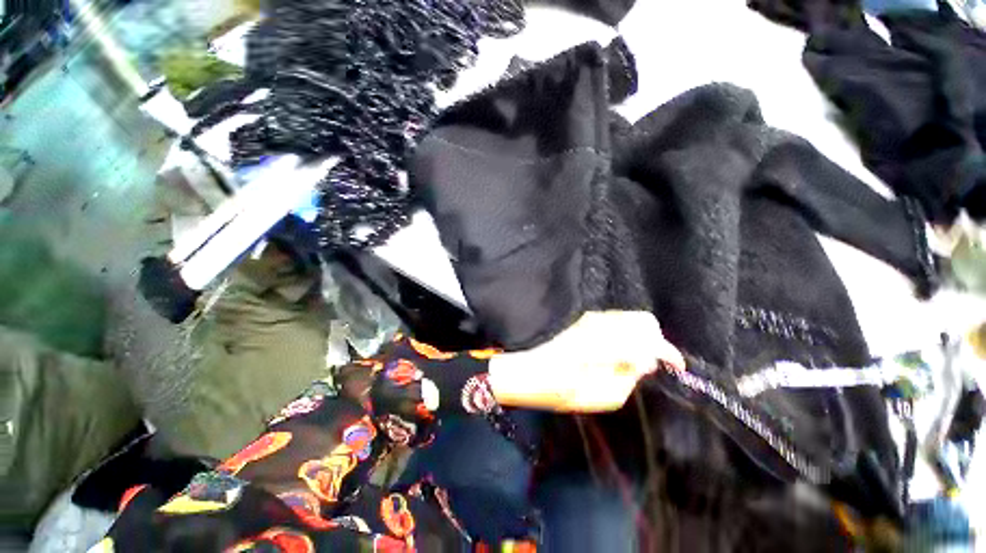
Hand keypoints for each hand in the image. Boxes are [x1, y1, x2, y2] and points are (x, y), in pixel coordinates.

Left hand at [488, 311, 683, 411]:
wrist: (517, 367)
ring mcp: (588, 317)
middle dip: (654, 341)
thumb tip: (645, 363)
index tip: (675, 367)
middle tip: (648, 363)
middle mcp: (599, 322)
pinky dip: (622, 333)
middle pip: (642, 320)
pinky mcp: (581, 318)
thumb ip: (626, 379)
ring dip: (638, 336)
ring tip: (631, 359)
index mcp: (603, 343)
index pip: (648, 337)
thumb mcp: (593, 396)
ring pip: (627, 318)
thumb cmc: (552, 387)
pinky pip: (612, 320)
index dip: (668, 352)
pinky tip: (614, 350)